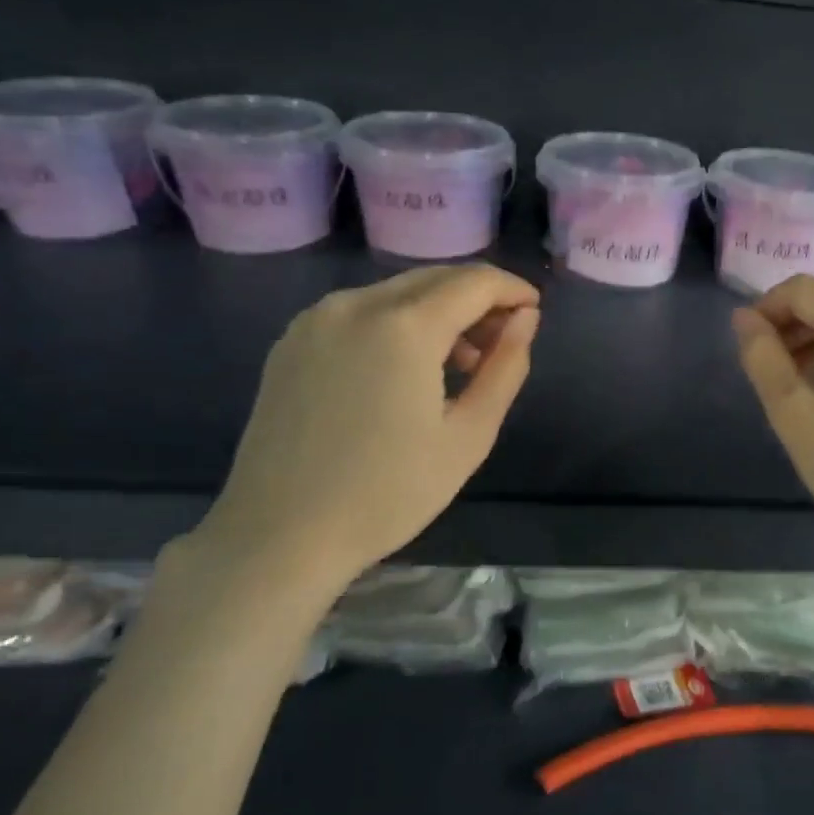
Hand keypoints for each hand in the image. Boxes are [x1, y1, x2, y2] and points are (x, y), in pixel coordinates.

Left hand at [180, 264, 539, 618]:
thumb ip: (505, 367)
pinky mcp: (292, 341)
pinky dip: (398, 323)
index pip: (475, 282)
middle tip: (503, 341)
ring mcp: (316, 320)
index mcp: (404, 326)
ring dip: (439, 312)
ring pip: (397, 292)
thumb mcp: (469, 435)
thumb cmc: (389, 493)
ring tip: (461, 364)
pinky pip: (361, 312)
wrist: (279, 535)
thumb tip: (525, 319)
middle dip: (478, 299)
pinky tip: (407, 369)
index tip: (534, 313)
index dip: (513, 289)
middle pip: (435, 279)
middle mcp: (356, 305)